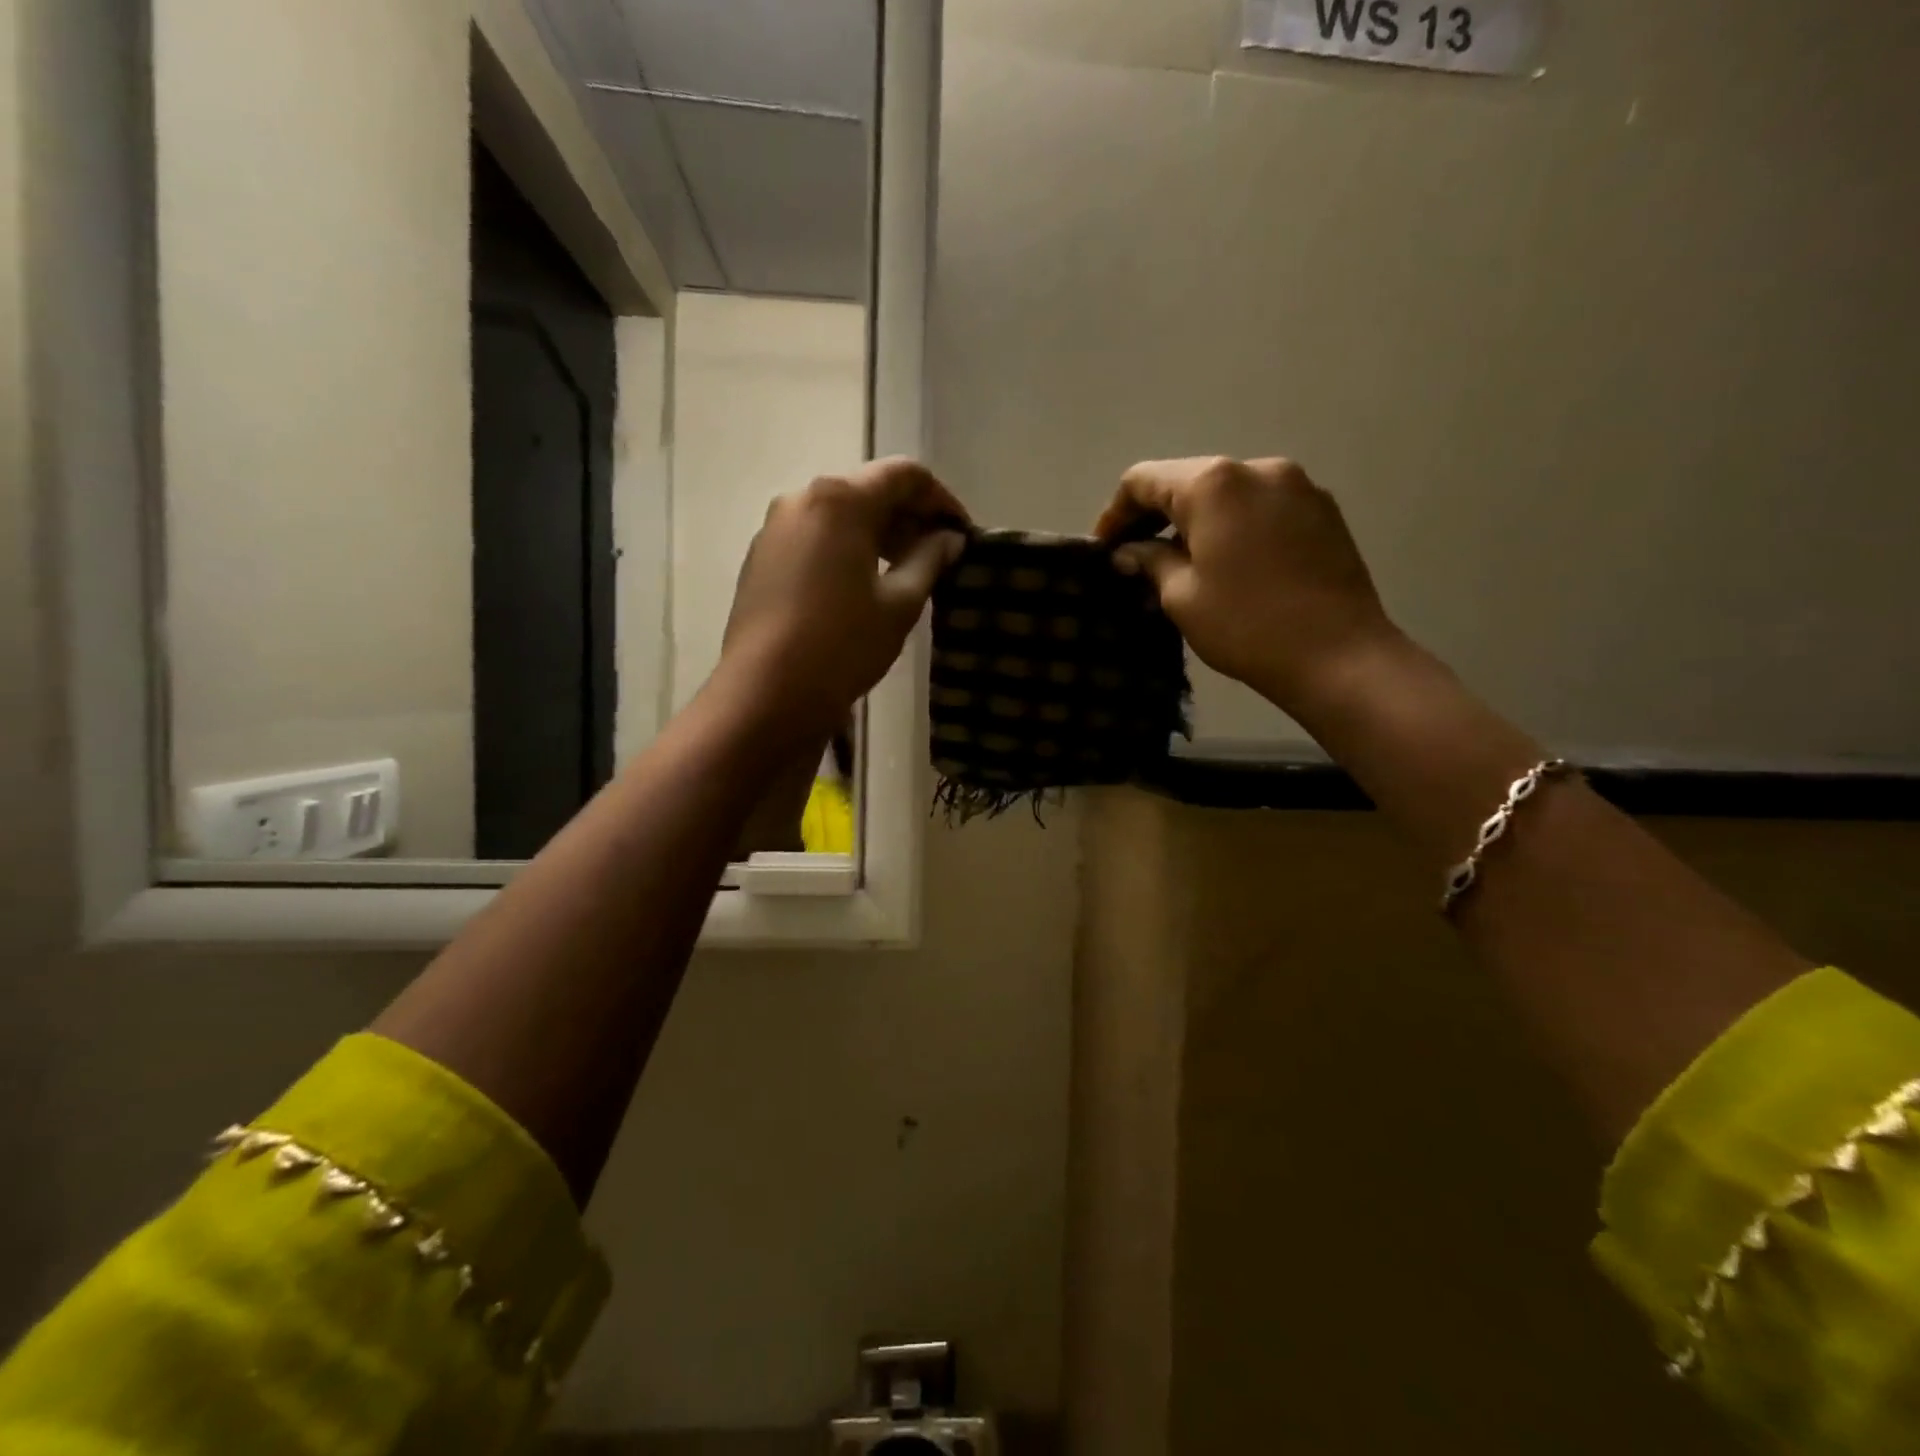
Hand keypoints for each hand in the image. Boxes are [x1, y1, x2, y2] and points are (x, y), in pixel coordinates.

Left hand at [717, 457, 967, 740]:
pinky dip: (846, 548)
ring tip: (904, 573)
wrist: (766, 693)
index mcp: (840, 499)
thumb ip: (930, 559)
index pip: (905, 475)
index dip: (941, 500)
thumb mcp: (900, 604)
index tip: (962, 534)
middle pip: (868, 490)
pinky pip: (814, 537)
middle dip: (908, 517)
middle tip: (938, 556)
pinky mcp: (761, 558)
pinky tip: (862, 586)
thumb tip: (949, 538)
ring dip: (877, 534)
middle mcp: (802, 498)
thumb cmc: (843, 644)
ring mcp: (775, 528)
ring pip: (839, 514)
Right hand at [1093, 456, 1397, 713]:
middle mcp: (1256, 468)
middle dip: (1155, 516)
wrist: (1339, 655)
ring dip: (1196, 521)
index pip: (1144, 480)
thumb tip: (1130, 552)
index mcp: (1213, 484)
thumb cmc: (1246, 625)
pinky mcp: (1322, 509)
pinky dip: (1233, 526)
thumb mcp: (1181, 596)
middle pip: (1188, 480)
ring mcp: (1297, 485)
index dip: (1115, 513)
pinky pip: (1261, 507)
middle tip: (1136, 558)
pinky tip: (1228, 563)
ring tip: (1181, 563)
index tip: (1104, 550)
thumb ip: (1150, 561)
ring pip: (1227, 493)